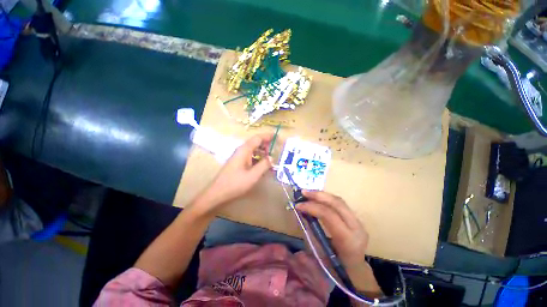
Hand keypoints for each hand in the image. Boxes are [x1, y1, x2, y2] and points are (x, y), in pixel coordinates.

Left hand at [194, 133, 272, 214]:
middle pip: (255, 142)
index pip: (258, 138)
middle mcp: (241, 150)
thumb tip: (272, 158)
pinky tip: (262, 166)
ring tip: (270, 160)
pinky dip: (258, 158)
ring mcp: (239, 156)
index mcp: (245, 150)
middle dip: (266, 145)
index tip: (277, 137)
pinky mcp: (238, 162)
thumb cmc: (236, 183)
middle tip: (275, 152)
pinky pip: (250, 156)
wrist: (218, 192)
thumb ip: (264, 165)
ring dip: (262, 152)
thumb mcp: (253, 175)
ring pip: (253, 150)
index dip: (268, 136)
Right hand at [296, 191, 381, 296]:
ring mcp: (358, 222)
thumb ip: (310, 237)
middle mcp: (356, 228)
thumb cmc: (337, 269)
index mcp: (347, 240)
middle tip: (303, 192)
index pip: (328, 215)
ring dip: (322, 195)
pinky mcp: (356, 218)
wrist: (357, 272)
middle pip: (336, 203)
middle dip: (318, 195)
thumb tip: (299, 223)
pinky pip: (340, 204)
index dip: (311, 207)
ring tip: (308, 193)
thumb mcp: (321, 257)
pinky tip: (318, 198)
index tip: (298, 205)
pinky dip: (327, 199)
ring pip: (339, 201)